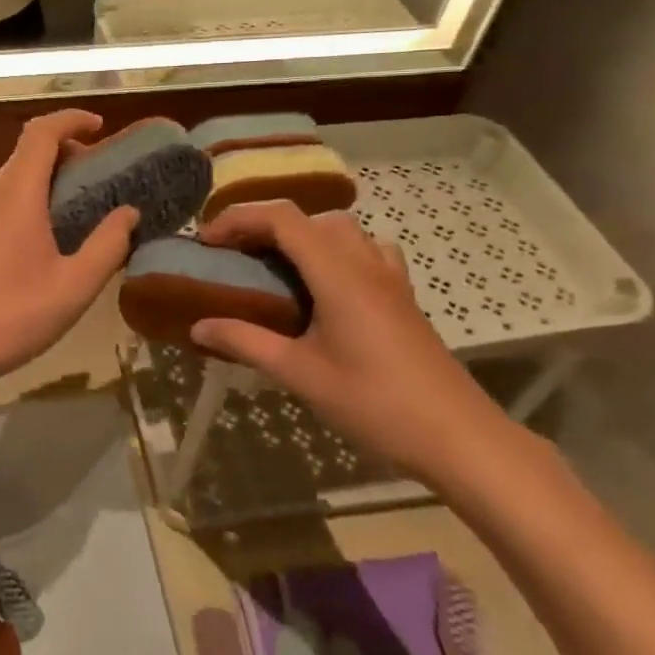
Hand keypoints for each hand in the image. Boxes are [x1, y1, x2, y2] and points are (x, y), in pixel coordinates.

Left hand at [0, 110, 139, 390]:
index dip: (72, 120)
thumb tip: (128, 212)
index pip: (41, 131)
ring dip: (47, 179)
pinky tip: (42, 241)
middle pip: (28, 152)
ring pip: (12, 178)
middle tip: (99, 179)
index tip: (101, 128)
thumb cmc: (12, 316)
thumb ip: (108, 245)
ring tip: (77, 212)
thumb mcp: (75, 287)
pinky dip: (28, 200)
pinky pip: (0, 201)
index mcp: (17, 194)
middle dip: (67, 153)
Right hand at [189, 201, 510, 483]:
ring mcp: (390, 277)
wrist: (457, 436)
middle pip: (309, 218)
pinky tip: (326, 285)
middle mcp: (365, 262)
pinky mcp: (403, 296)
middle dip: (264, 225)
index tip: (207, 242)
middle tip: (233, 254)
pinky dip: (336, 251)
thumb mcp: (300, 374)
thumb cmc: (374, 403)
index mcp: (337, 273)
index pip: (282, 218)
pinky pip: (366, 251)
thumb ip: (245, 343)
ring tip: (274, 266)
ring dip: (301, 235)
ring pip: (340, 230)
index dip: (239, 218)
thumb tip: (197, 327)